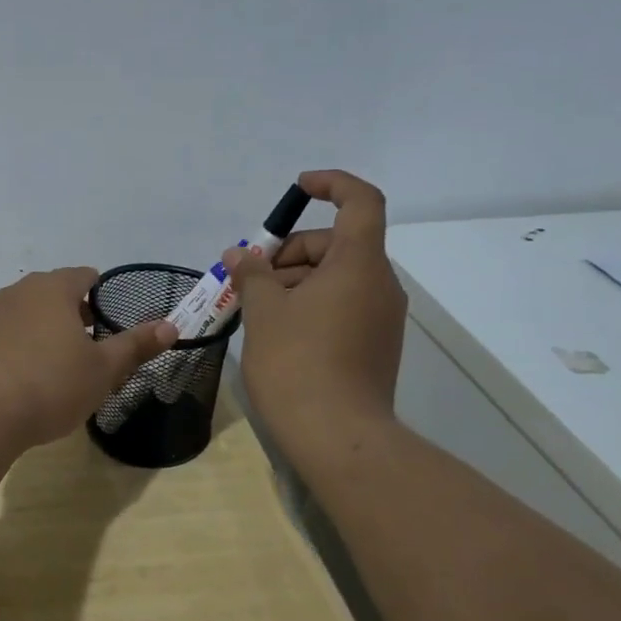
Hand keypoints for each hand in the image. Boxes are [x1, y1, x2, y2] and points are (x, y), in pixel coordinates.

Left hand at [0, 266, 177, 449]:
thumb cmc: (51, 385)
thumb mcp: (103, 369)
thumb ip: (136, 345)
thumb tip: (171, 326)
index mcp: (53, 288)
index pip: (85, 276)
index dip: (103, 296)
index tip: (112, 326)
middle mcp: (20, 292)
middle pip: (57, 293)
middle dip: (77, 316)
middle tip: (94, 351)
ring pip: (31, 314)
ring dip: (50, 332)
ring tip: (63, 368)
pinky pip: (10, 335)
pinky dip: (25, 348)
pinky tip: (31, 380)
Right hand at [224, 170, 406, 446]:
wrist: (338, 436)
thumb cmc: (297, 362)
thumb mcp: (264, 311)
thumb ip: (252, 274)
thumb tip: (239, 255)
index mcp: (359, 264)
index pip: (360, 201)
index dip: (332, 184)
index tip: (298, 189)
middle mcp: (379, 284)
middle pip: (338, 244)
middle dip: (291, 251)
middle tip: (249, 277)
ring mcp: (381, 318)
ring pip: (337, 278)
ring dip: (296, 281)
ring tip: (255, 308)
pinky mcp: (375, 345)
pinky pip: (343, 306)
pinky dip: (311, 304)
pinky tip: (278, 331)